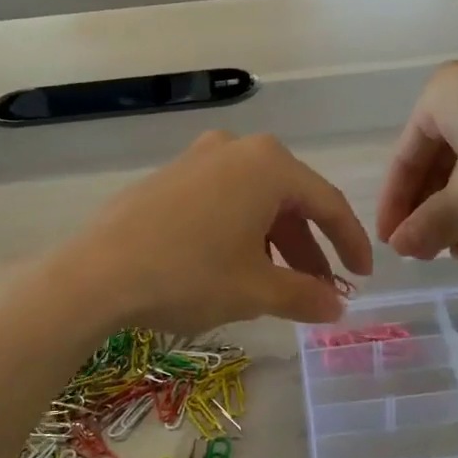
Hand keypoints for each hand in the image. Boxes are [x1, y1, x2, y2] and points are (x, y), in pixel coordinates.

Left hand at [50, 131, 373, 336]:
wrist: (95, 274)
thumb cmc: (188, 275)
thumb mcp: (255, 291)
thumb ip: (305, 295)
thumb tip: (336, 307)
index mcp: (269, 165)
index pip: (327, 204)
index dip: (351, 243)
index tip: (363, 276)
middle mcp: (237, 149)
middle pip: (290, 200)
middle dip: (309, 248)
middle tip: (320, 288)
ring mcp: (199, 158)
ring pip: (255, 201)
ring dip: (274, 242)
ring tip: (277, 285)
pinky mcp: (170, 176)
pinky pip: (223, 200)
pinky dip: (241, 231)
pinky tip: (234, 265)